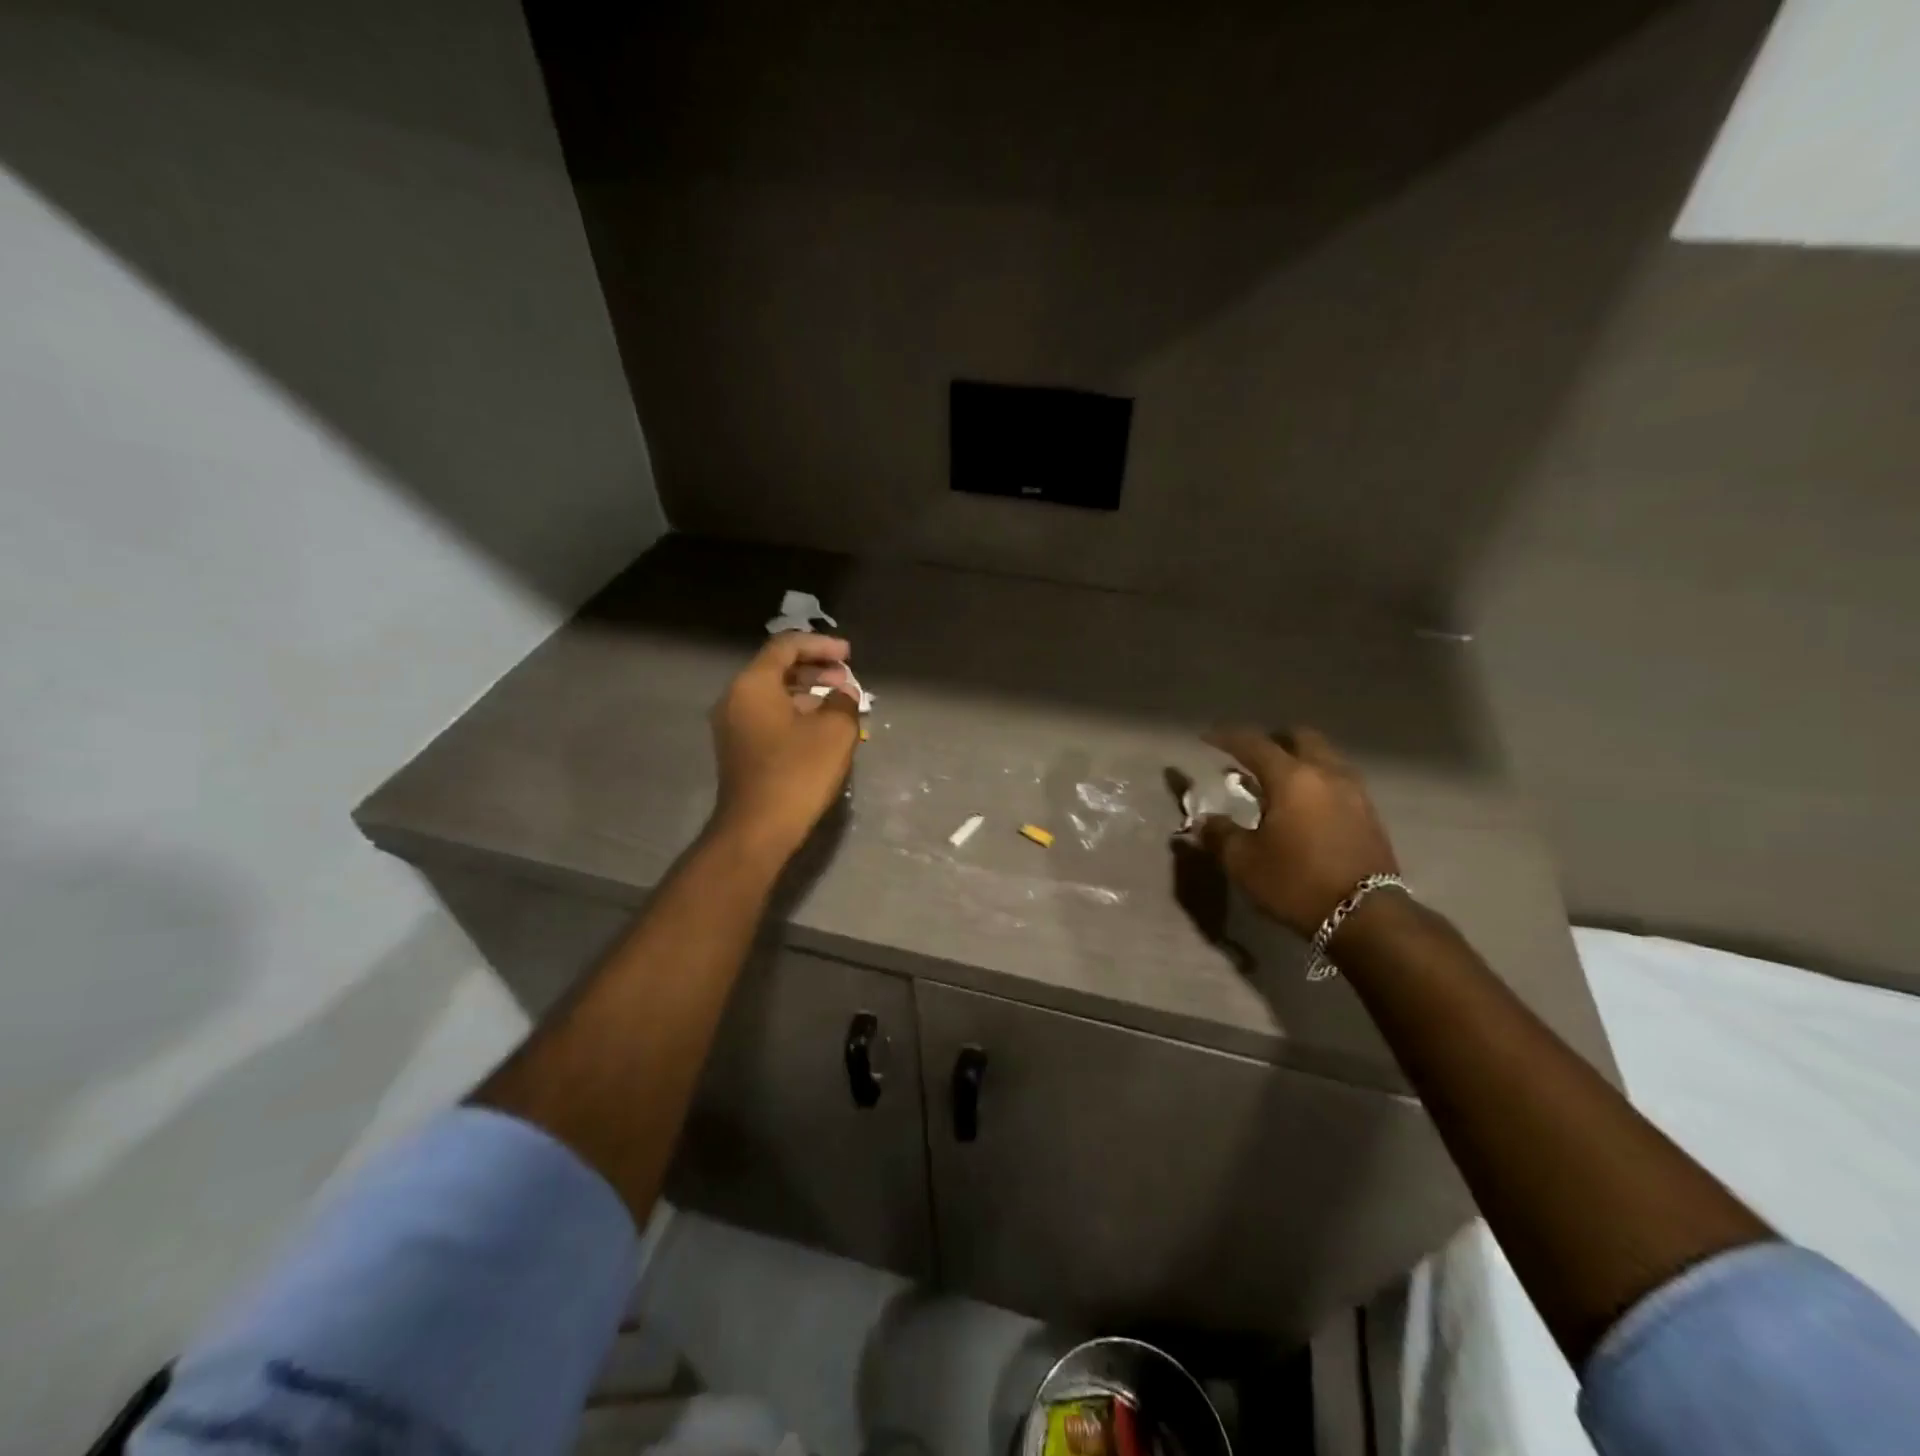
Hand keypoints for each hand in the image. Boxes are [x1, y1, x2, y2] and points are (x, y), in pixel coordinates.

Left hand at [707, 632, 861, 859]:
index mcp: (753, 684)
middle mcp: (736, 698)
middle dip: (816, 669)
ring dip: (808, 693)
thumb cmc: (797, 773)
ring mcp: (733, 726)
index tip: (849, 655)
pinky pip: (769, 716)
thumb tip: (844, 694)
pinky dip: (796, 713)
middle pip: (777, 669)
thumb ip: (844, 702)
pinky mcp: (739, 749)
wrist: (757, 829)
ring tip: (840, 703)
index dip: (820, 645)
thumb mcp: (834, 732)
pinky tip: (821, 727)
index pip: (786, 646)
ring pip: (774, 694)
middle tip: (846, 678)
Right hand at [1190, 726, 1398, 937]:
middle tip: (1251, 756)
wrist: (1366, 917)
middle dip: (1273, 740)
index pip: (1254, 744)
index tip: (1207, 738)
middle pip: (1300, 737)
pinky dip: (1317, 781)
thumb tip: (1205, 820)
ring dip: (1299, 760)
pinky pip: (1338, 780)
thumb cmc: (1296, 882)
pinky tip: (1305, 805)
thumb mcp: (1243, 862)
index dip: (1226, 737)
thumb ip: (1220, 834)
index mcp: (1291, 778)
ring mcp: (1354, 792)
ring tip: (1277, 781)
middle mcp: (1326, 774)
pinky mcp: (1369, 814)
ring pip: (1324, 757)